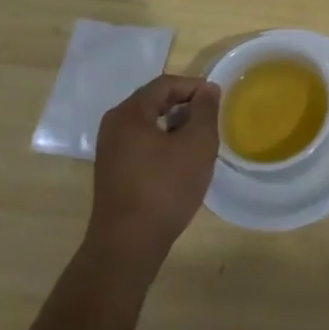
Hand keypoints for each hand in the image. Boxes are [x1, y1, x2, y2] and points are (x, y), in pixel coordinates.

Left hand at [86, 75, 220, 276]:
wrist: (128, 245)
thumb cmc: (165, 188)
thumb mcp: (197, 144)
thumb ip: (205, 110)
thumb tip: (208, 89)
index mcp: (129, 113)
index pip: (165, 84)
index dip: (194, 86)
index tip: (218, 100)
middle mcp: (114, 126)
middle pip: (154, 101)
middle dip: (185, 106)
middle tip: (210, 119)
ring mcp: (110, 150)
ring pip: (148, 124)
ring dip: (175, 125)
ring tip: (199, 140)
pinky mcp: (113, 171)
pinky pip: (141, 143)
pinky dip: (163, 143)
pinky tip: (180, 161)